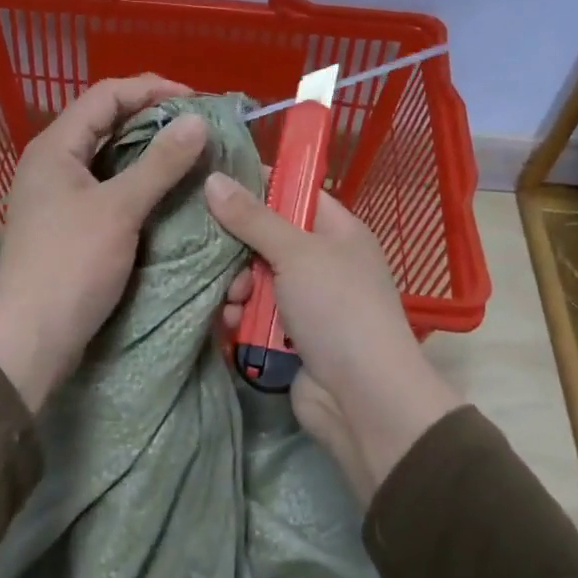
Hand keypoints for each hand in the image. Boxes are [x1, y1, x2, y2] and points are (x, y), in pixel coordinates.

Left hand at [0, 76, 210, 409]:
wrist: (30, 339)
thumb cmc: (70, 265)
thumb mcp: (119, 209)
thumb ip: (159, 163)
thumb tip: (197, 120)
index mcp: (56, 147)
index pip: (107, 95)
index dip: (152, 90)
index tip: (197, 101)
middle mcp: (54, 163)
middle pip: (107, 123)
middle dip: (154, 120)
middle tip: (199, 129)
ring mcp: (60, 195)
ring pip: (110, 158)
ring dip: (149, 153)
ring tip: (191, 157)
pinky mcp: (69, 224)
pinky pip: (109, 188)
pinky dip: (139, 183)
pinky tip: (168, 193)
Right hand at [207, 175, 461, 500]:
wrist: (363, 397)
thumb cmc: (337, 308)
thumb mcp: (296, 253)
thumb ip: (253, 218)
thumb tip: (214, 179)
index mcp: (338, 232)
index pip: (296, 193)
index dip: (260, 185)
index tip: (216, 182)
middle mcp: (324, 262)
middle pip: (268, 239)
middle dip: (239, 249)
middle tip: (218, 254)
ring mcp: (308, 302)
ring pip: (257, 279)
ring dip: (237, 288)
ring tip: (232, 300)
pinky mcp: (290, 336)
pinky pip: (256, 315)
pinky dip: (241, 318)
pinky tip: (230, 325)